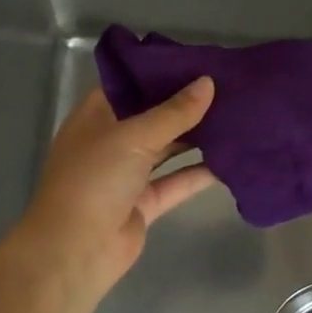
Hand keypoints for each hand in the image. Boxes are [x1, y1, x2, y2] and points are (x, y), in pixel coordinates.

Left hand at [9, 80, 217, 306]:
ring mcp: (127, 173)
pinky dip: (200, 172)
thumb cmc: (94, 179)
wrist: (75, 251)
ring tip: (235, 116)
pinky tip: (231, 158)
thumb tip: (208, 82)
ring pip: (167, 148)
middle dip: (185, 104)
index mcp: (96, 116)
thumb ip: (174, 112)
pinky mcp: (144, 202)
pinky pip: (176, 181)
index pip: (129, 84)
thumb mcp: (133, 136)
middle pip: (152, 116)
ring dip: (196, 137)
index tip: (197, 61)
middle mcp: (110, 141)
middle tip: (227, 86)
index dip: (159, 72)